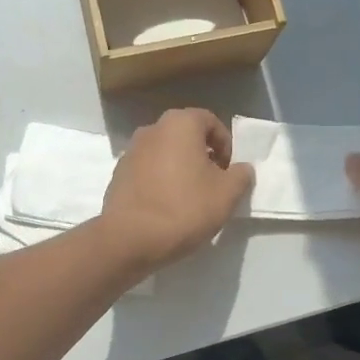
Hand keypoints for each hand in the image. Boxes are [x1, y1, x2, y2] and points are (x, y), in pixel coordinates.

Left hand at [98, 109, 255, 270]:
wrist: (129, 238)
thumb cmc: (184, 208)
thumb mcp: (226, 194)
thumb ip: (241, 176)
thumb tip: (241, 169)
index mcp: (180, 124)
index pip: (210, 121)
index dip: (225, 144)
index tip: (229, 171)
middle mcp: (153, 128)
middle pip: (186, 135)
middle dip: (203, 155)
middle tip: (213, 183)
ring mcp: (131, 150)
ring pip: (165, 152)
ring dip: (180, 167)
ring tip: (190, 196)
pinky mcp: (118, 173)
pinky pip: (148, 169)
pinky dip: (160, 179)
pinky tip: (166, 205)